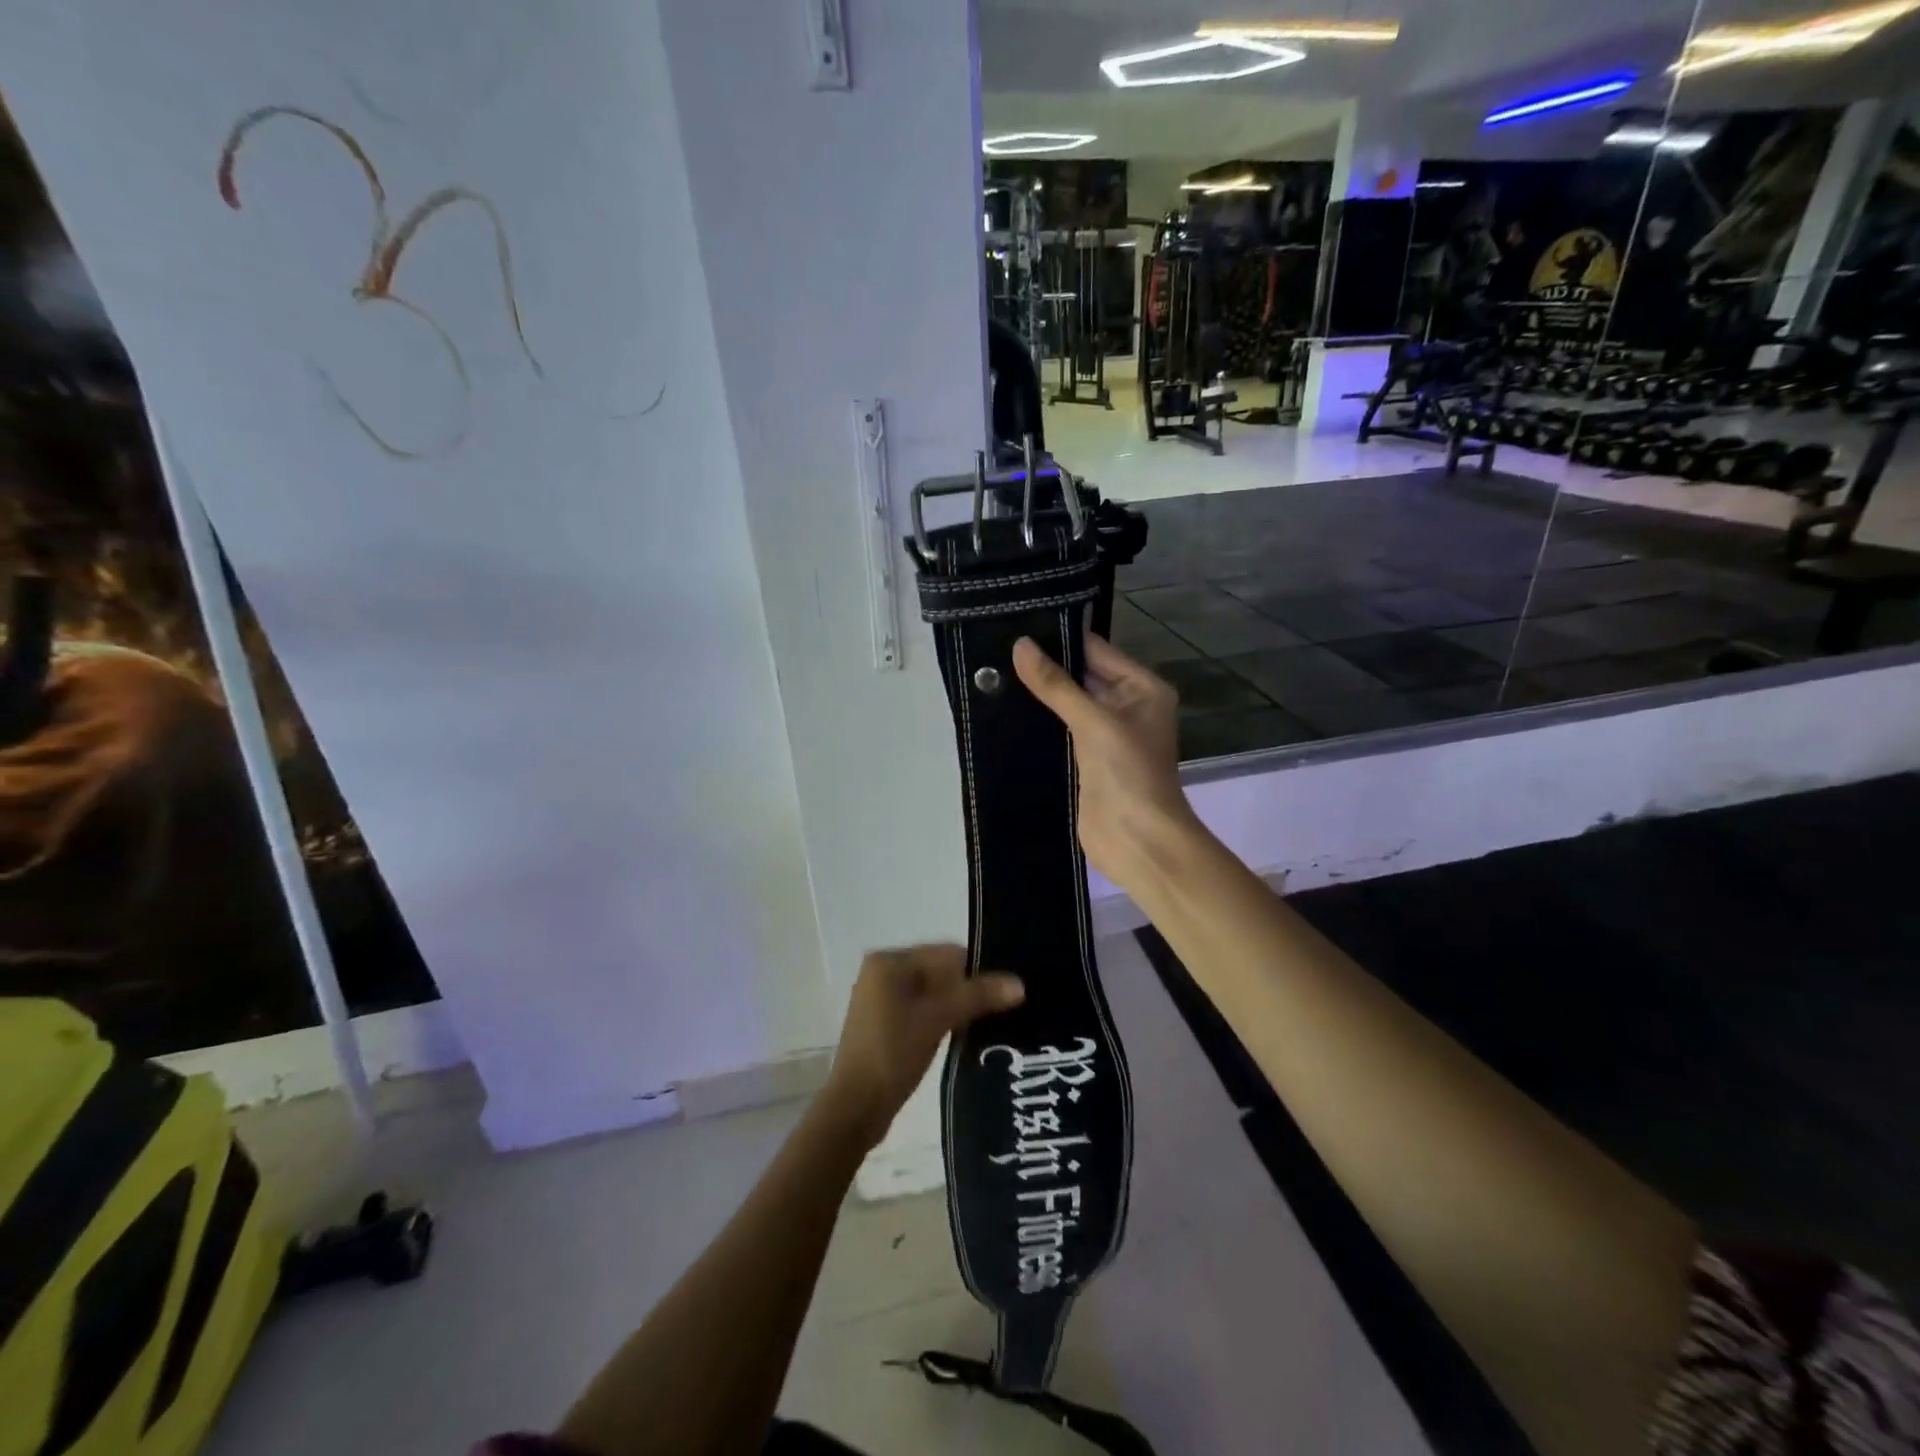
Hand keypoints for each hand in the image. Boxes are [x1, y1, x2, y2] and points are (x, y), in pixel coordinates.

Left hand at [823, 945, 1023, 1147]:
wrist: (855, 1109)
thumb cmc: (892, 1054)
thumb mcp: (937, 1020)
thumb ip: (977, 996)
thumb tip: (1020, 983)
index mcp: (889, 961)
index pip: (946, 953)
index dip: (978, 970)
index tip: (1007, 990)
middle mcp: (882, 973)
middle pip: (940, 972)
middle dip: (970, 989)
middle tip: (1006, 1006)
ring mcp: (882, 1000)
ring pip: (934, 993)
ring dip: (959, 1006)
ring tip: (993, 1021)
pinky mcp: (886, 1025)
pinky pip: (924, 1011)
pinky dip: (944, 1018)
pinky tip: (967, 1034)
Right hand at [1013, 633, 1198, 892]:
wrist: (1138, 840)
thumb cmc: (1128, 772)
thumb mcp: (1093, 721)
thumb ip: (1055, 684)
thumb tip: (1020, 645)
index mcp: (1143, 688)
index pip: (1097, 650)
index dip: (1061, 637)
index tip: (1018, 623)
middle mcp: (1128, 705)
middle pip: (1082, 675)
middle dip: (1046, 665)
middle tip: (997, 646)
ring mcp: (1107, 734)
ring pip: (1069, 704)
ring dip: (1039, 694)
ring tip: (994, 671)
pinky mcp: (1087, 760)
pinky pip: (1062, 731)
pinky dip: (1040, 722)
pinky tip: (1006, 708)